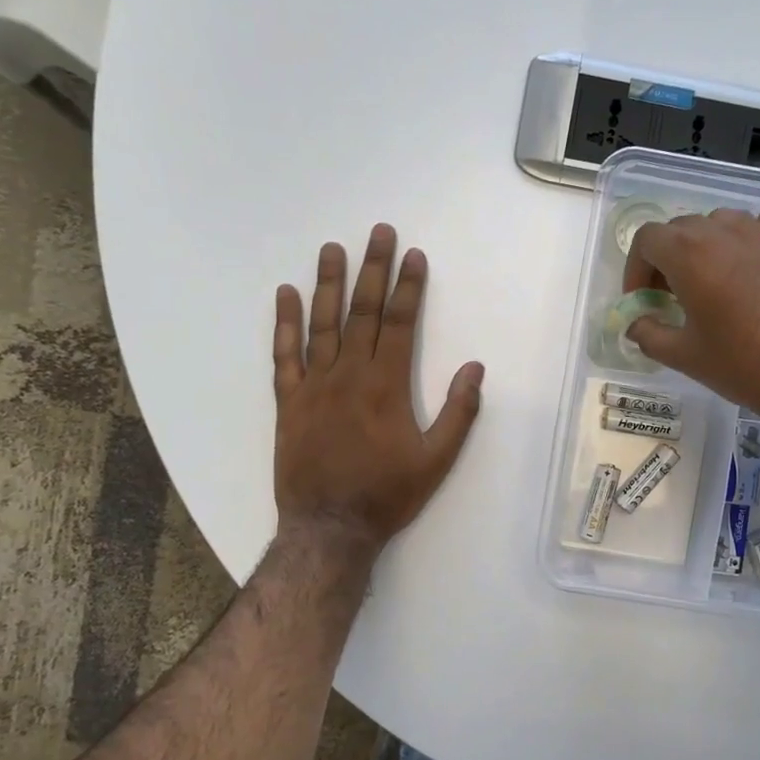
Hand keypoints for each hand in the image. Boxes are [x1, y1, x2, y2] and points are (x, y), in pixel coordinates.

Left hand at [272, 225, 483, 560]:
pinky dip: (285, 323)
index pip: (399, 323)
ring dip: (329, 283)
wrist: (329, 527)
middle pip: (362, 312)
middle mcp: (348, 374)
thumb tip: (475, 368)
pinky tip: (286, 295)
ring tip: (332, 248)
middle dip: (372, 269)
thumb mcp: (437, 460)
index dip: (408, 286)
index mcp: (387, 385)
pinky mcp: (288, 401)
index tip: (413, 255)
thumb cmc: (387, 495)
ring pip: (322, 324)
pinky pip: (284, 355)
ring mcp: (314, 385)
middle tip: (378, 232)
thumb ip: (458, 412)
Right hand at [622, 193, 759, 429]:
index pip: (647, 240)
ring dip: (708, 244)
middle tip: (671, 299)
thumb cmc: (746, 366)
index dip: (636, 269)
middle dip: (667, 260)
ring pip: (724, 220)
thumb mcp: (685, 357)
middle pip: (682, 228)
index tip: (643, 301)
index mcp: (689, 254)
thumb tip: (636, 325)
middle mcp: (725, 232)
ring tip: (712, 281)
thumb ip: (650, 335)